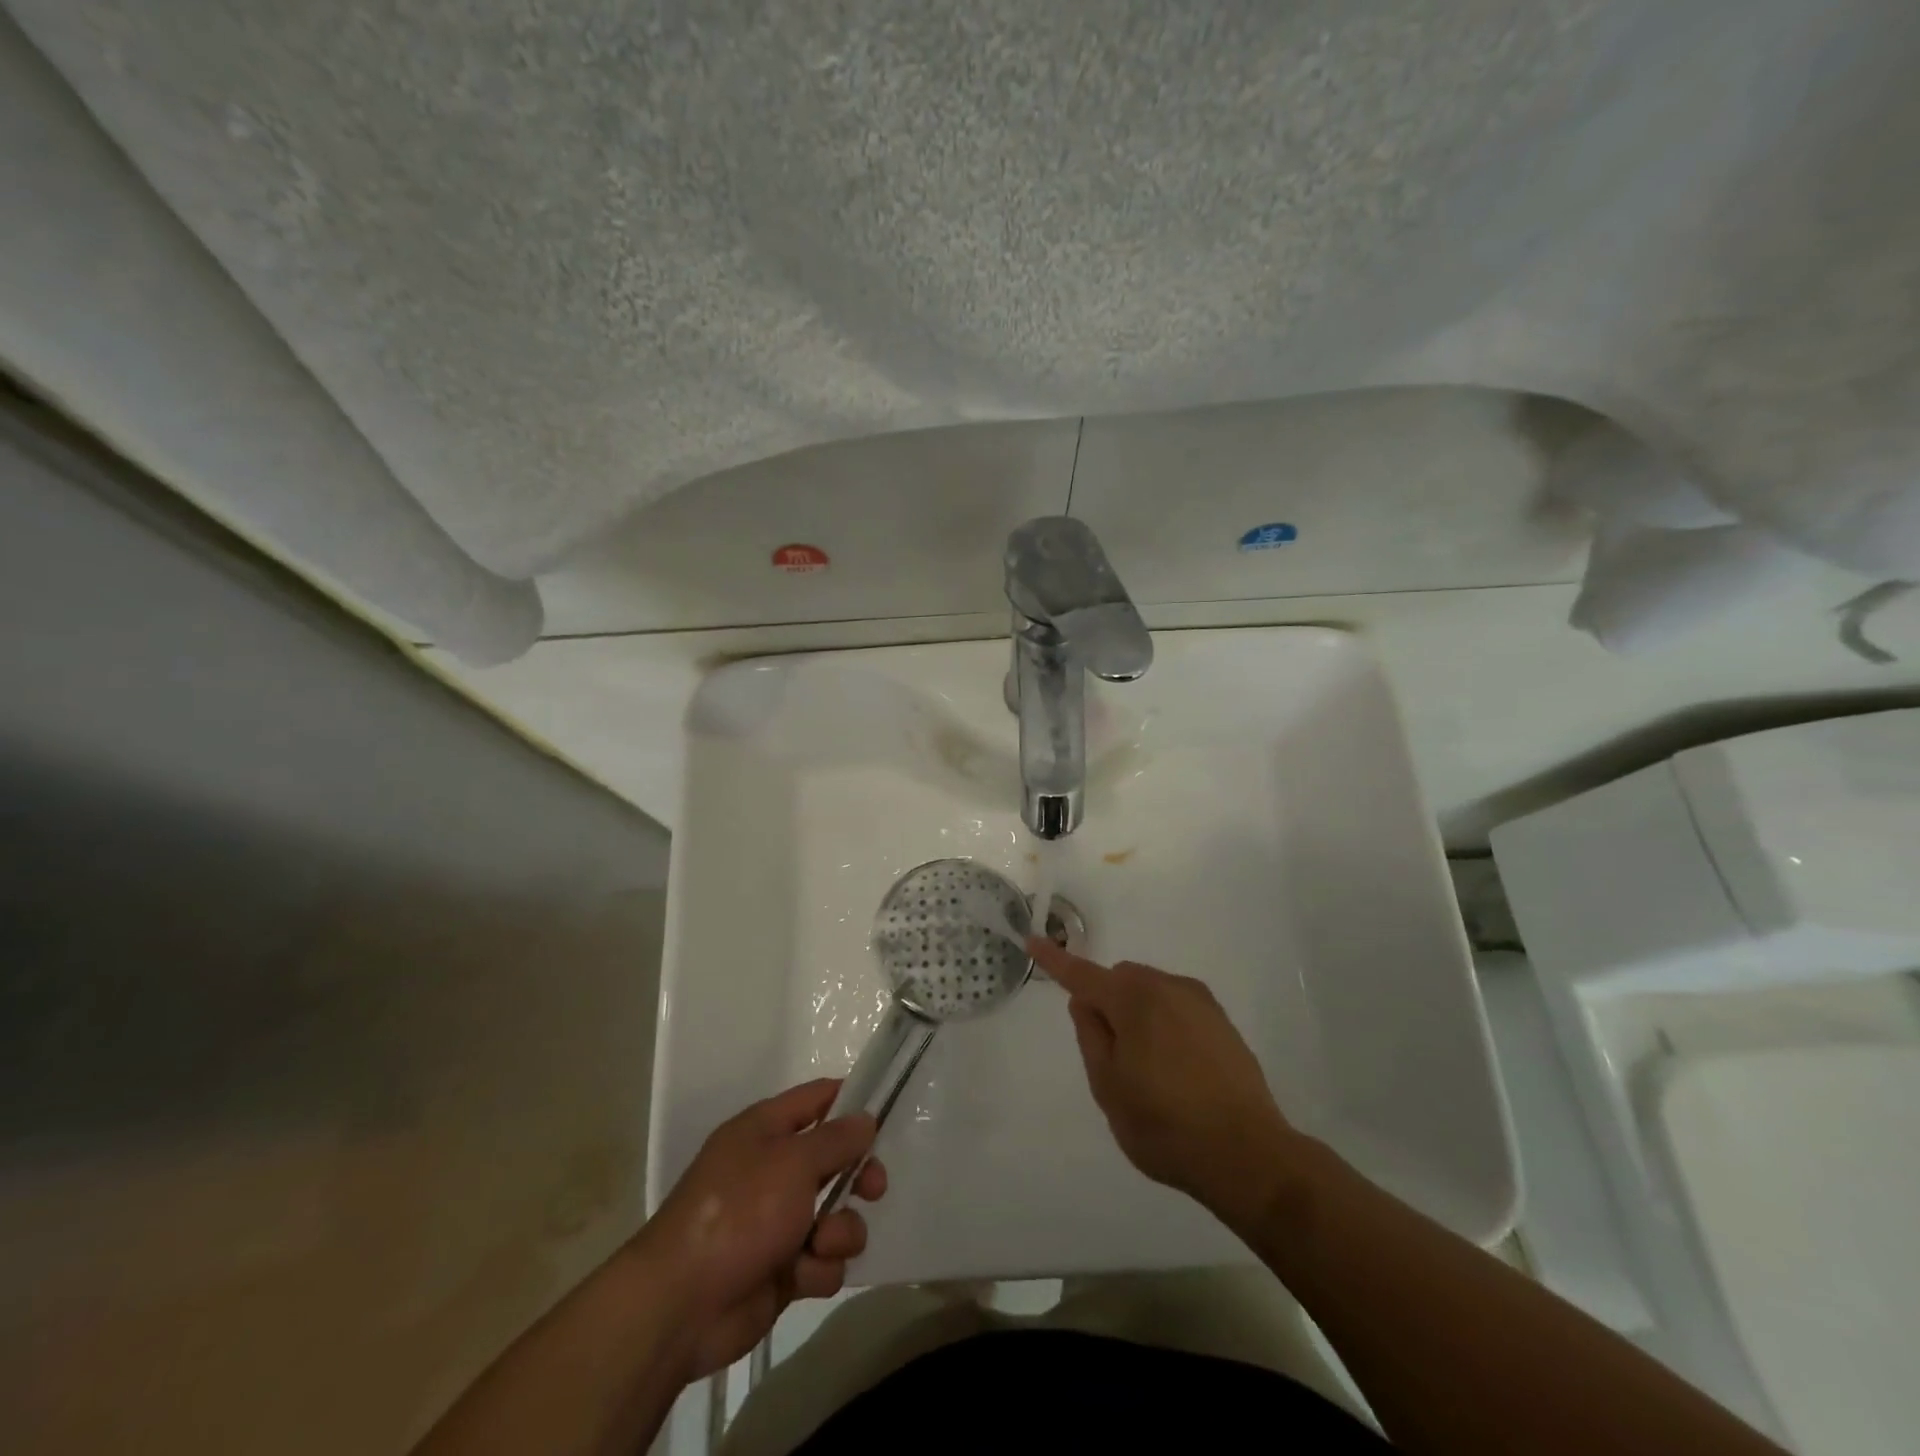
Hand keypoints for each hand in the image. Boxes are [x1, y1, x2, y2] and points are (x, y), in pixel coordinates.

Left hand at [636, 1079, 886, 1379]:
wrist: (681, 1306)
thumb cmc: (738, 1213)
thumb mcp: (793, 1162)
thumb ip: (836, 1139)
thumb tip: (865, 1118)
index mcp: (766, 1130)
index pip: (817, 1099)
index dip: (851, 1102)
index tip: (885, 1115)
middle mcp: (773, 1169)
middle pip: (835, 1160)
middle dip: (859, 1176)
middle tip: (873, 1189)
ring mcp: (777, 1221)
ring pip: (836, 1215)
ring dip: (840, 1230)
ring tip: (822, 1243)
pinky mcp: (782, 1269)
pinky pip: (822, 1260)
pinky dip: (819, 1268)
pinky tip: (803, 1275)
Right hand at [1029, 937, 1303, 1231]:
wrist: (1249, 1155)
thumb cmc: (1165, 1125)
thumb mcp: (1108, 1087)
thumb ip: (1091, 1036)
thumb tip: (1085, 1002)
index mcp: (1133, 999)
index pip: (1082, 974)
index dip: (1055, 960)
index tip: (1032, 939)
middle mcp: (1168, 987)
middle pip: (1121, 979)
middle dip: (1107, 1002)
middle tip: (1111, 1056)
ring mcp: (1200, 1002)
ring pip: (1150, 992)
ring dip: (1137, 1014)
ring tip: (1149, 1072)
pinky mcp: (1222, 1022)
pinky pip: (1177, 1008)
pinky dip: (1164, 1025)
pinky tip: (1177, 1071)